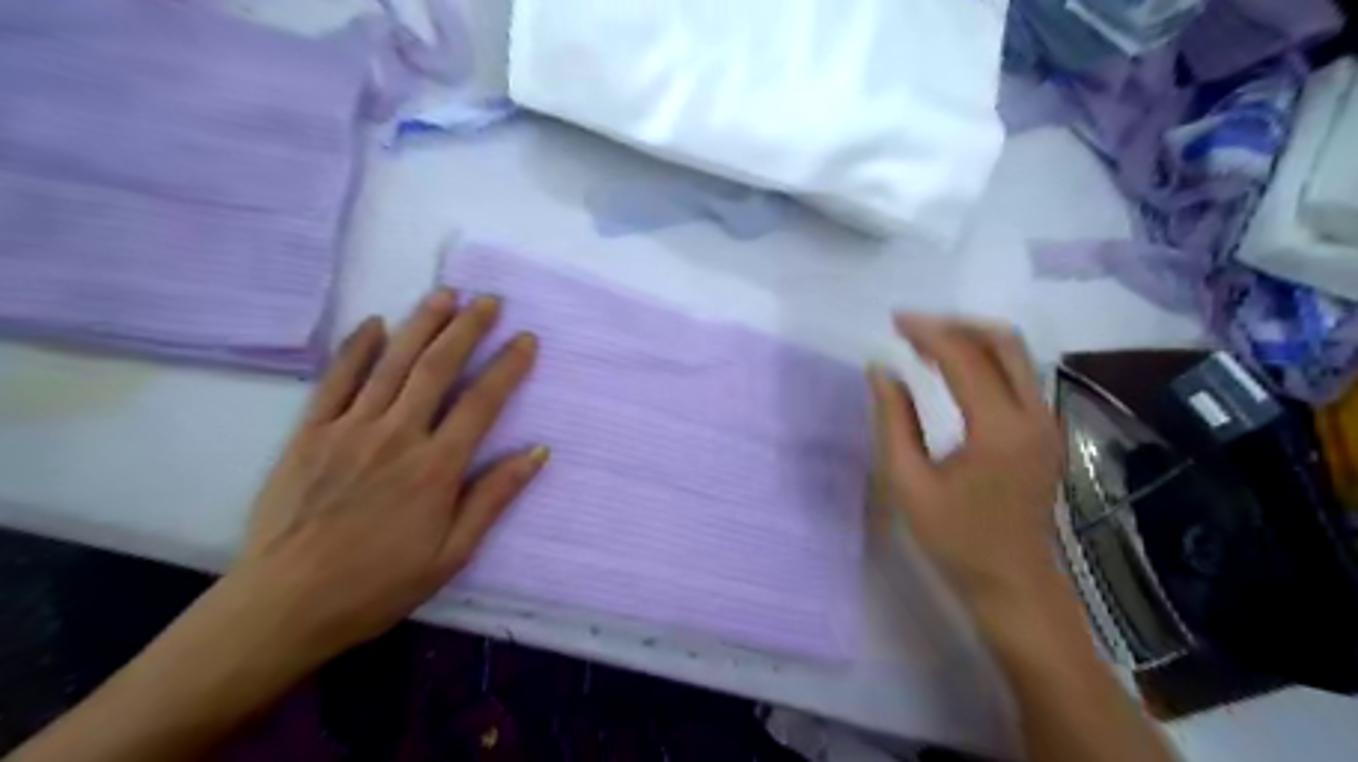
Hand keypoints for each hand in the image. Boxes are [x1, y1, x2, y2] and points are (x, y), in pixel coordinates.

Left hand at [229, 291, 545, 667]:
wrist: (286, 604)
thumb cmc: (379, 584)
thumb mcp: (452, 553)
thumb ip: (494, 497)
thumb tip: (537, 452)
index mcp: (436, 467)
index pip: (482, 403)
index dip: (508, 367)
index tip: (526, 340)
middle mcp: (397, 436)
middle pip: (438, 368)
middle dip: (467, 329)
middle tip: (488, 300)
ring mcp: (350, 429)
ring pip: (392, 364)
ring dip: (421, 325)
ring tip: (444, 295)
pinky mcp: (310, 434)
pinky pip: (336, 380)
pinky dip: (356, 348)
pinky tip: (374, 323)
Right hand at [868, 313, 1058, 609]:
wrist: (1014, 584)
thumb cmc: (955, 540)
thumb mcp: (909, 483)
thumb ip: (893, 421)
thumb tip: (880, 370)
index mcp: (999, 430)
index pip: (964, 359)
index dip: (928, 333)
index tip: (894, 323)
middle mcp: (1034, 416)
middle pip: (1003, 342)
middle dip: (955, 325)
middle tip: (913, 329)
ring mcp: (1047, 423)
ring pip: (1016, 355)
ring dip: (972, 339)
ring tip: (927, 345)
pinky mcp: (1047, 432)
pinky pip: (1020, 376)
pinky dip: (986, 360)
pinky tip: (955, 370)